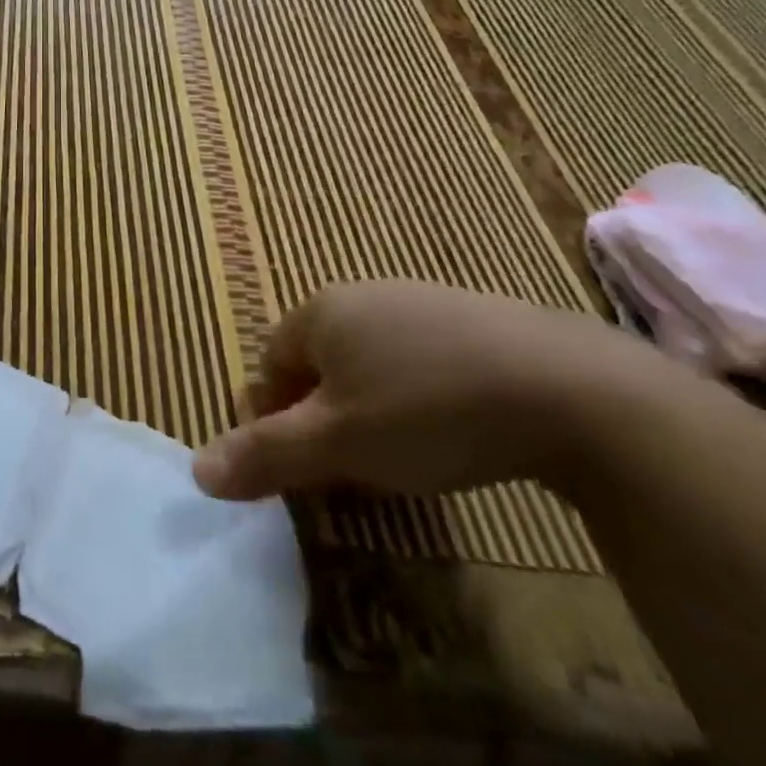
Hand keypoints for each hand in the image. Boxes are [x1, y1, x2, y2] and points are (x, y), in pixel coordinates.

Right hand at [192, 281, 667, 501]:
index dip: (274, 418)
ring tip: (403, 456)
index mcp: (321, 311)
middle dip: (323, 415)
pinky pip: (422, 358)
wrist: (569, 389)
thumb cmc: (426, 411)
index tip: (300, 468)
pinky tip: (454, 429)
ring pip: (372, 361)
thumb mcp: (337, 444)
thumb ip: (264, 454)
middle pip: (320, 361)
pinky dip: (420, 395)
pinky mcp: (476, 318)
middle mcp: (363, 294)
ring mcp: (422, 300)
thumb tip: (197, 471)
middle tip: (350, 469)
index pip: (271, 363)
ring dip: (370, 407)